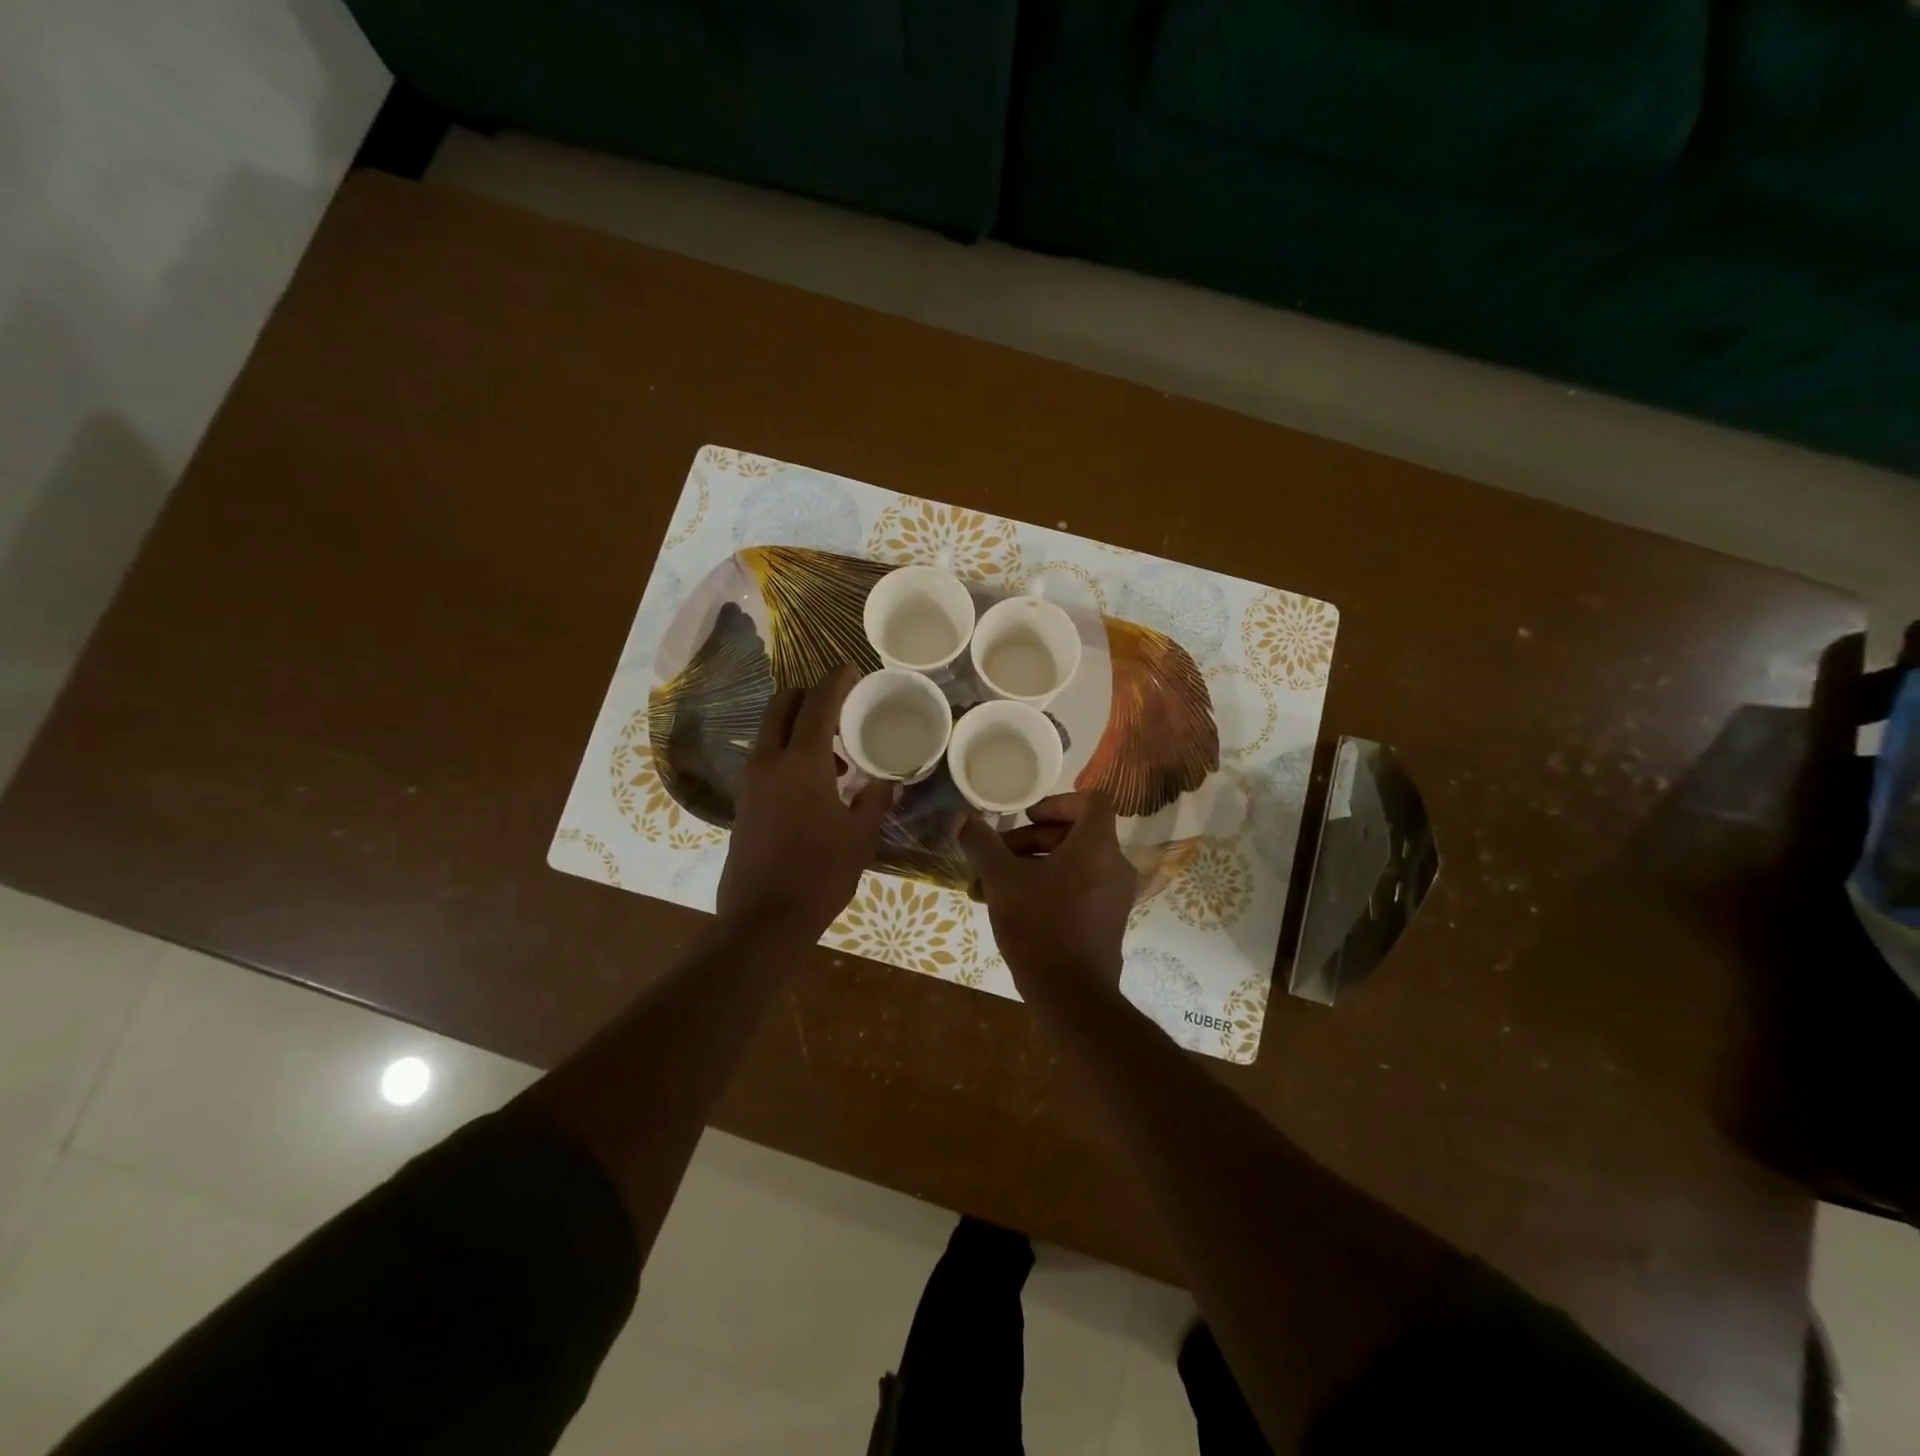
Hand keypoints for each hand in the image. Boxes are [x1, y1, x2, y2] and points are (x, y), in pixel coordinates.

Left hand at [717, 667, 891, 940]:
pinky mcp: (744, 804)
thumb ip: (875, 800)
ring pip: (770, 732)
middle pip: (781, 705)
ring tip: (834, 755)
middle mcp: (769, 762)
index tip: (852, 669)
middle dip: (808, 694)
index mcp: (800, 762)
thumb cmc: (820, 874)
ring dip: (798, 726)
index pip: (817, 703)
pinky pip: (766, 759)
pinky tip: (815, 785)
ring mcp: (751, 783)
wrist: (763, 921)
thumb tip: (888, 782)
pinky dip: (788, 753)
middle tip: (839, 705)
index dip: (836, 680)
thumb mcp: (860, 836)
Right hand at [959, 793, 1133, 988]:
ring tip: (995, 883)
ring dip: (1036, 864)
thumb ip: (981, 843)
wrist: (1071, 994)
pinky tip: (1014, 906)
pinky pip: (1080, 888)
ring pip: (1075, 863)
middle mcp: (1114, 866)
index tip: (1027, 818)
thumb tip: (961, 817)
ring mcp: (1115, 896)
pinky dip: (1051, 886)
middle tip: (998, 854)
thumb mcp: (1002, 880)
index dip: (1058, 802)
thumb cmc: (1039, 925)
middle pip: (1077, 834)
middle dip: (1033, 840)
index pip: (1092, 801)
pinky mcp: (1108, 921)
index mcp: (1097, 846)